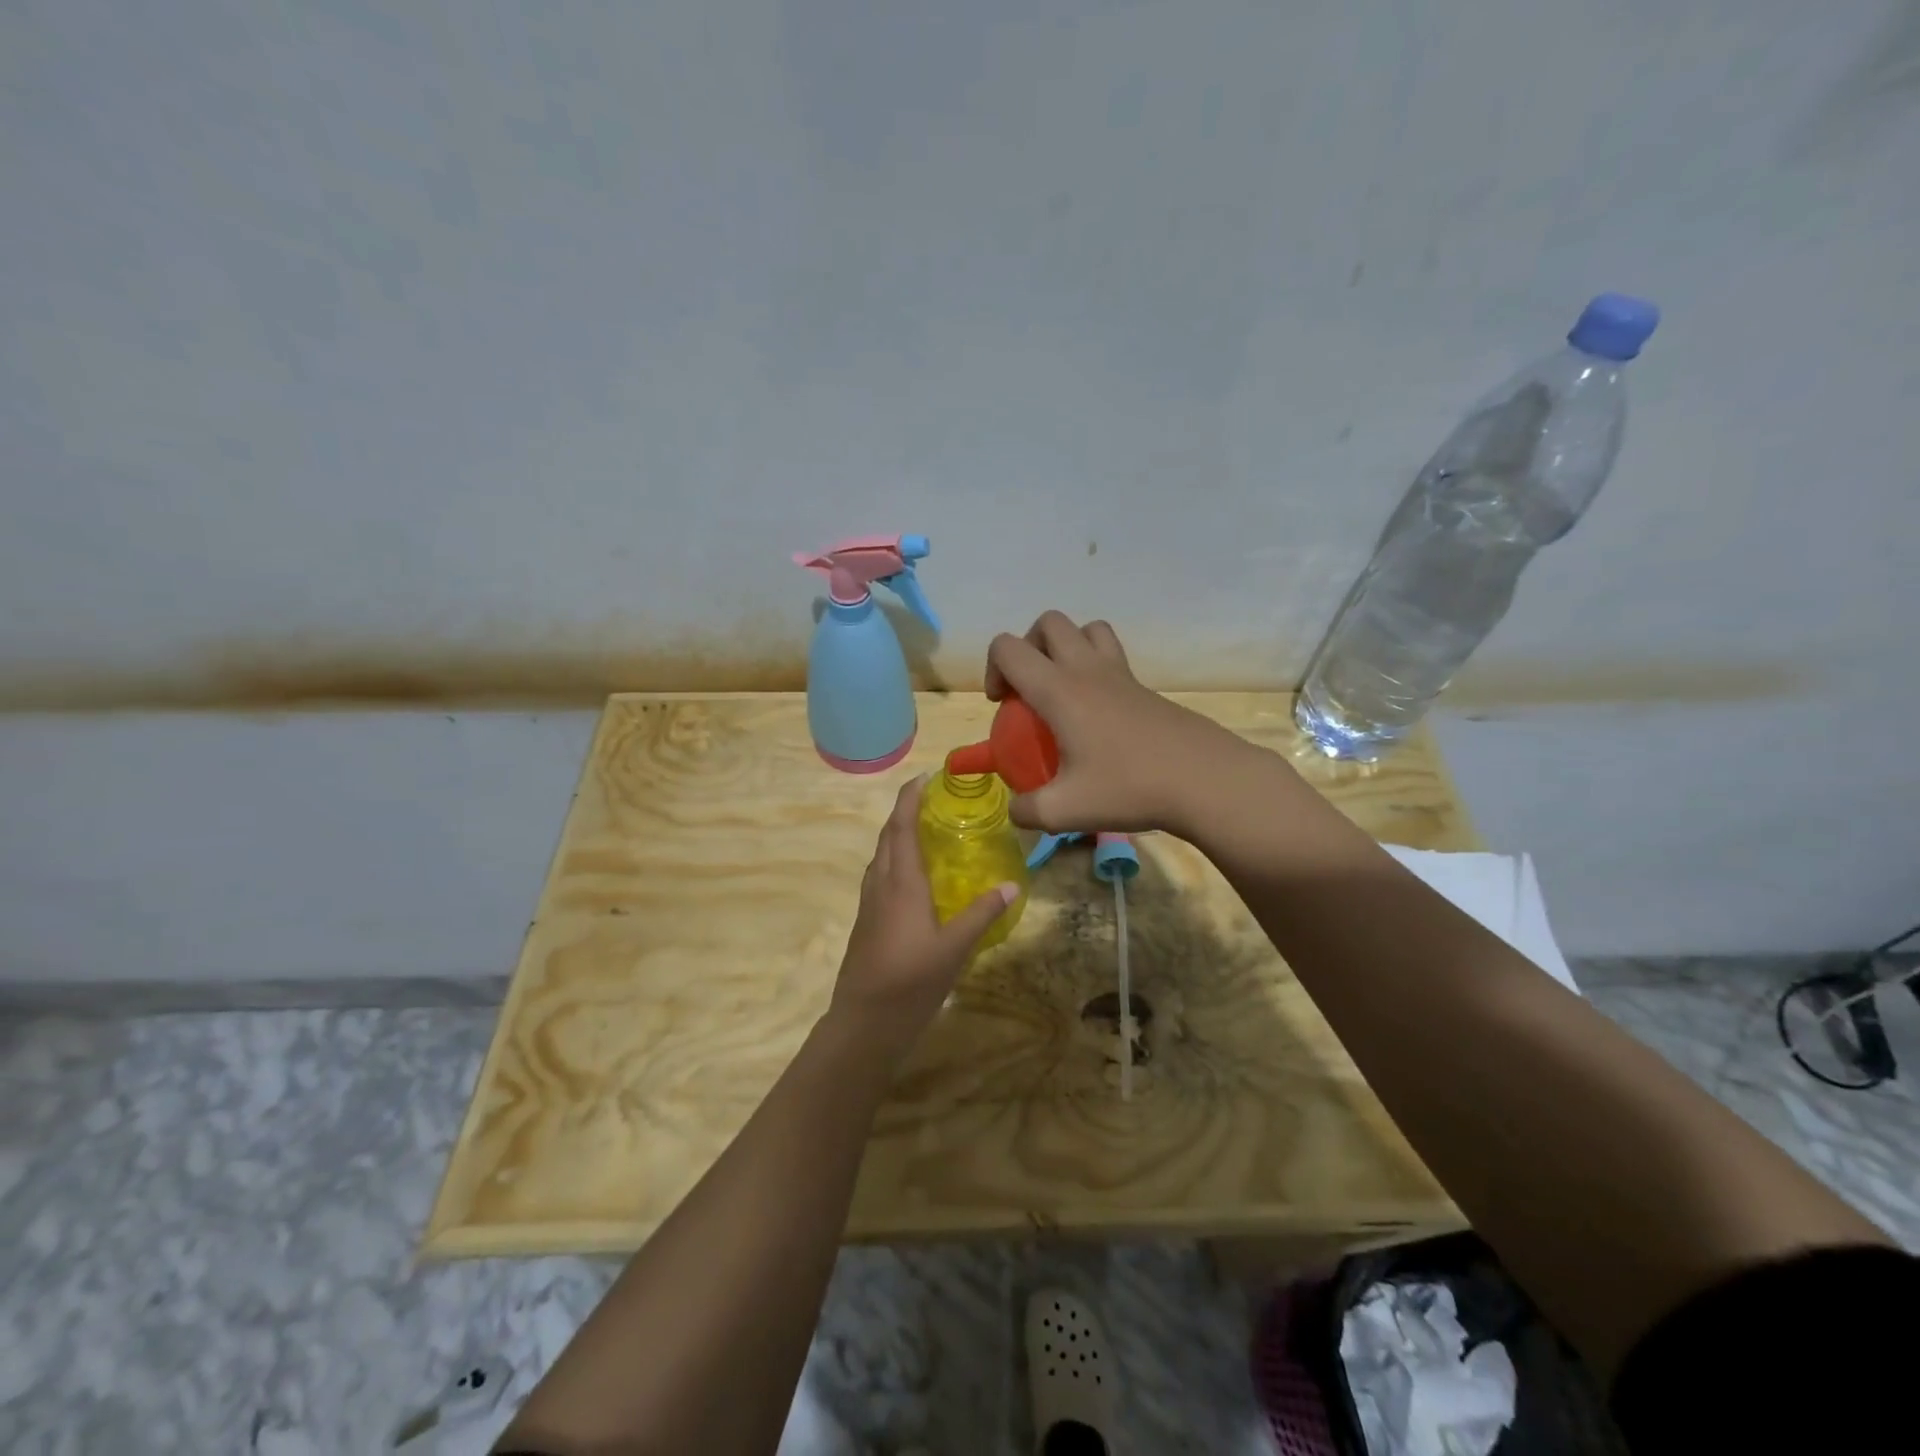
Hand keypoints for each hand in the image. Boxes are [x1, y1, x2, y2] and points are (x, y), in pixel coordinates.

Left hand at [827, 775, 1018, 1060]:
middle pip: (888, 836)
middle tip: (933, 799)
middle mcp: (881, 884)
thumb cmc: (910, 981)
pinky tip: (915, 877)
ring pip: (881, 856)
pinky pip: (881, 876)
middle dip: (905, 812)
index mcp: (900, 882)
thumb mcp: (955, 948)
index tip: (925, 776)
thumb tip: (1013, 884)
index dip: (910, 798)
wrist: (864, 1022)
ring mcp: (869, 903)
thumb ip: (982, 914)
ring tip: (926, 830)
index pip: (901, 826)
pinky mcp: (867, 921)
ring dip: (898, 835)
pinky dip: (896, 861)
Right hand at [984, 611, 1243, 835]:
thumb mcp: (1065, 811)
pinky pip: (1112, 654)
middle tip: (1029, 690)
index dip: (993, 669)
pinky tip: (1099, 715)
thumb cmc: (1129, 788)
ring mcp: (1120, 674)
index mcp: (1059, 690)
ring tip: (1063, 689)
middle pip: (1049, 623)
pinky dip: (1095, 667)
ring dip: (1066, 647)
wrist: (1204, 780)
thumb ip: (1027, 811)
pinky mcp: (1144, 687)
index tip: (1003, 706)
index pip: (1008, 647)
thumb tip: (1017, 810)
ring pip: (1087, 628)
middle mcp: (1086, 670)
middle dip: (1028, 647)